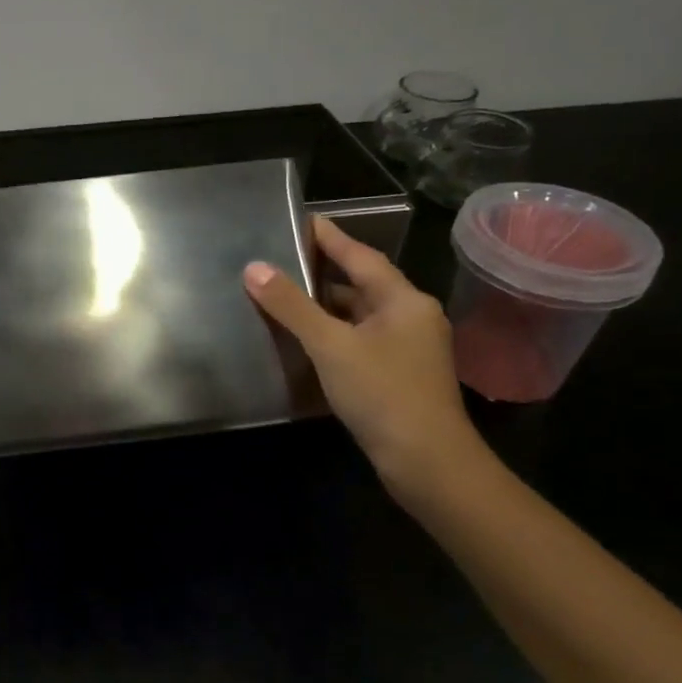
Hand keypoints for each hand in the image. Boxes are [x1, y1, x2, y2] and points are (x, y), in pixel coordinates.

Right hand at [244, 216, 481, 496]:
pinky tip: (307, 340)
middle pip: (361, 284)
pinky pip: (361, 340)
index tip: (301, 220)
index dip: (330, 237)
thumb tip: (254, 268)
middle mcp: (411, 317)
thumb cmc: (382, 393)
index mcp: (404, 300)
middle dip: (323, 272)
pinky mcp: (399, 376)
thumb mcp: (331, 345)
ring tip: (284, 296)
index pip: (361, 256)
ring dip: (326, 307)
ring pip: (360, 316)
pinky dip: (334, 334)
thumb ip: (292, 306)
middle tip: (282, 259)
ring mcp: (409, 349)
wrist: (427, 462)